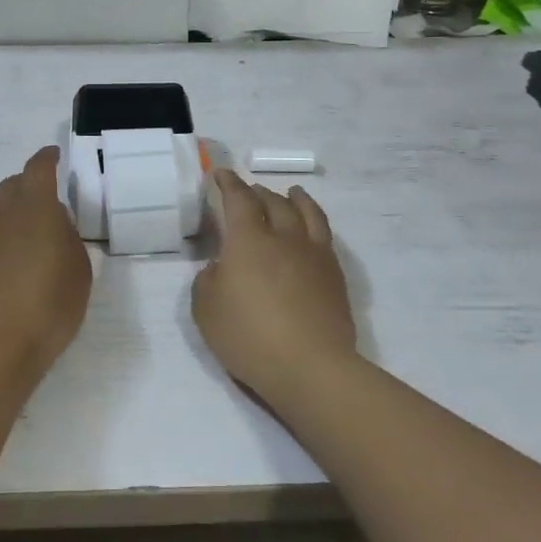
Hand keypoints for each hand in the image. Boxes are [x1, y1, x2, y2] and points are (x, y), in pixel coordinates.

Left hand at [0, 146, 90, 378]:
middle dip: (26, 188)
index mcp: (34, 207)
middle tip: (40, 208)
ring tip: (14, 235)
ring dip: (2, 212)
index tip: (54, 157)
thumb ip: (66, 237)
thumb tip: (52, 223)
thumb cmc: (48, 308)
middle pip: (11, 185)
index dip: (47, 159)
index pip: (39, 168)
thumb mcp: (78, 271)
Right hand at [192, 170, 355, 406]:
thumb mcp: (206, 310)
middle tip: (250, 190)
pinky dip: (315, 221)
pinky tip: (312, 230)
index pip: (238, 199)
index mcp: (248, 240)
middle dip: (258, 192)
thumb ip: (208, 280)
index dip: (229, 183)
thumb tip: (220, 267)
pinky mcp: (334, 274)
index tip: (221, 174)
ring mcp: (314, 254)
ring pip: (306, 213)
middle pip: (273, 202)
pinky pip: (325, 235)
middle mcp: (283, 237)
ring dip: (295, 199)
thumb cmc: (249, 337)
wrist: (311, 367)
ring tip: (292, 193)